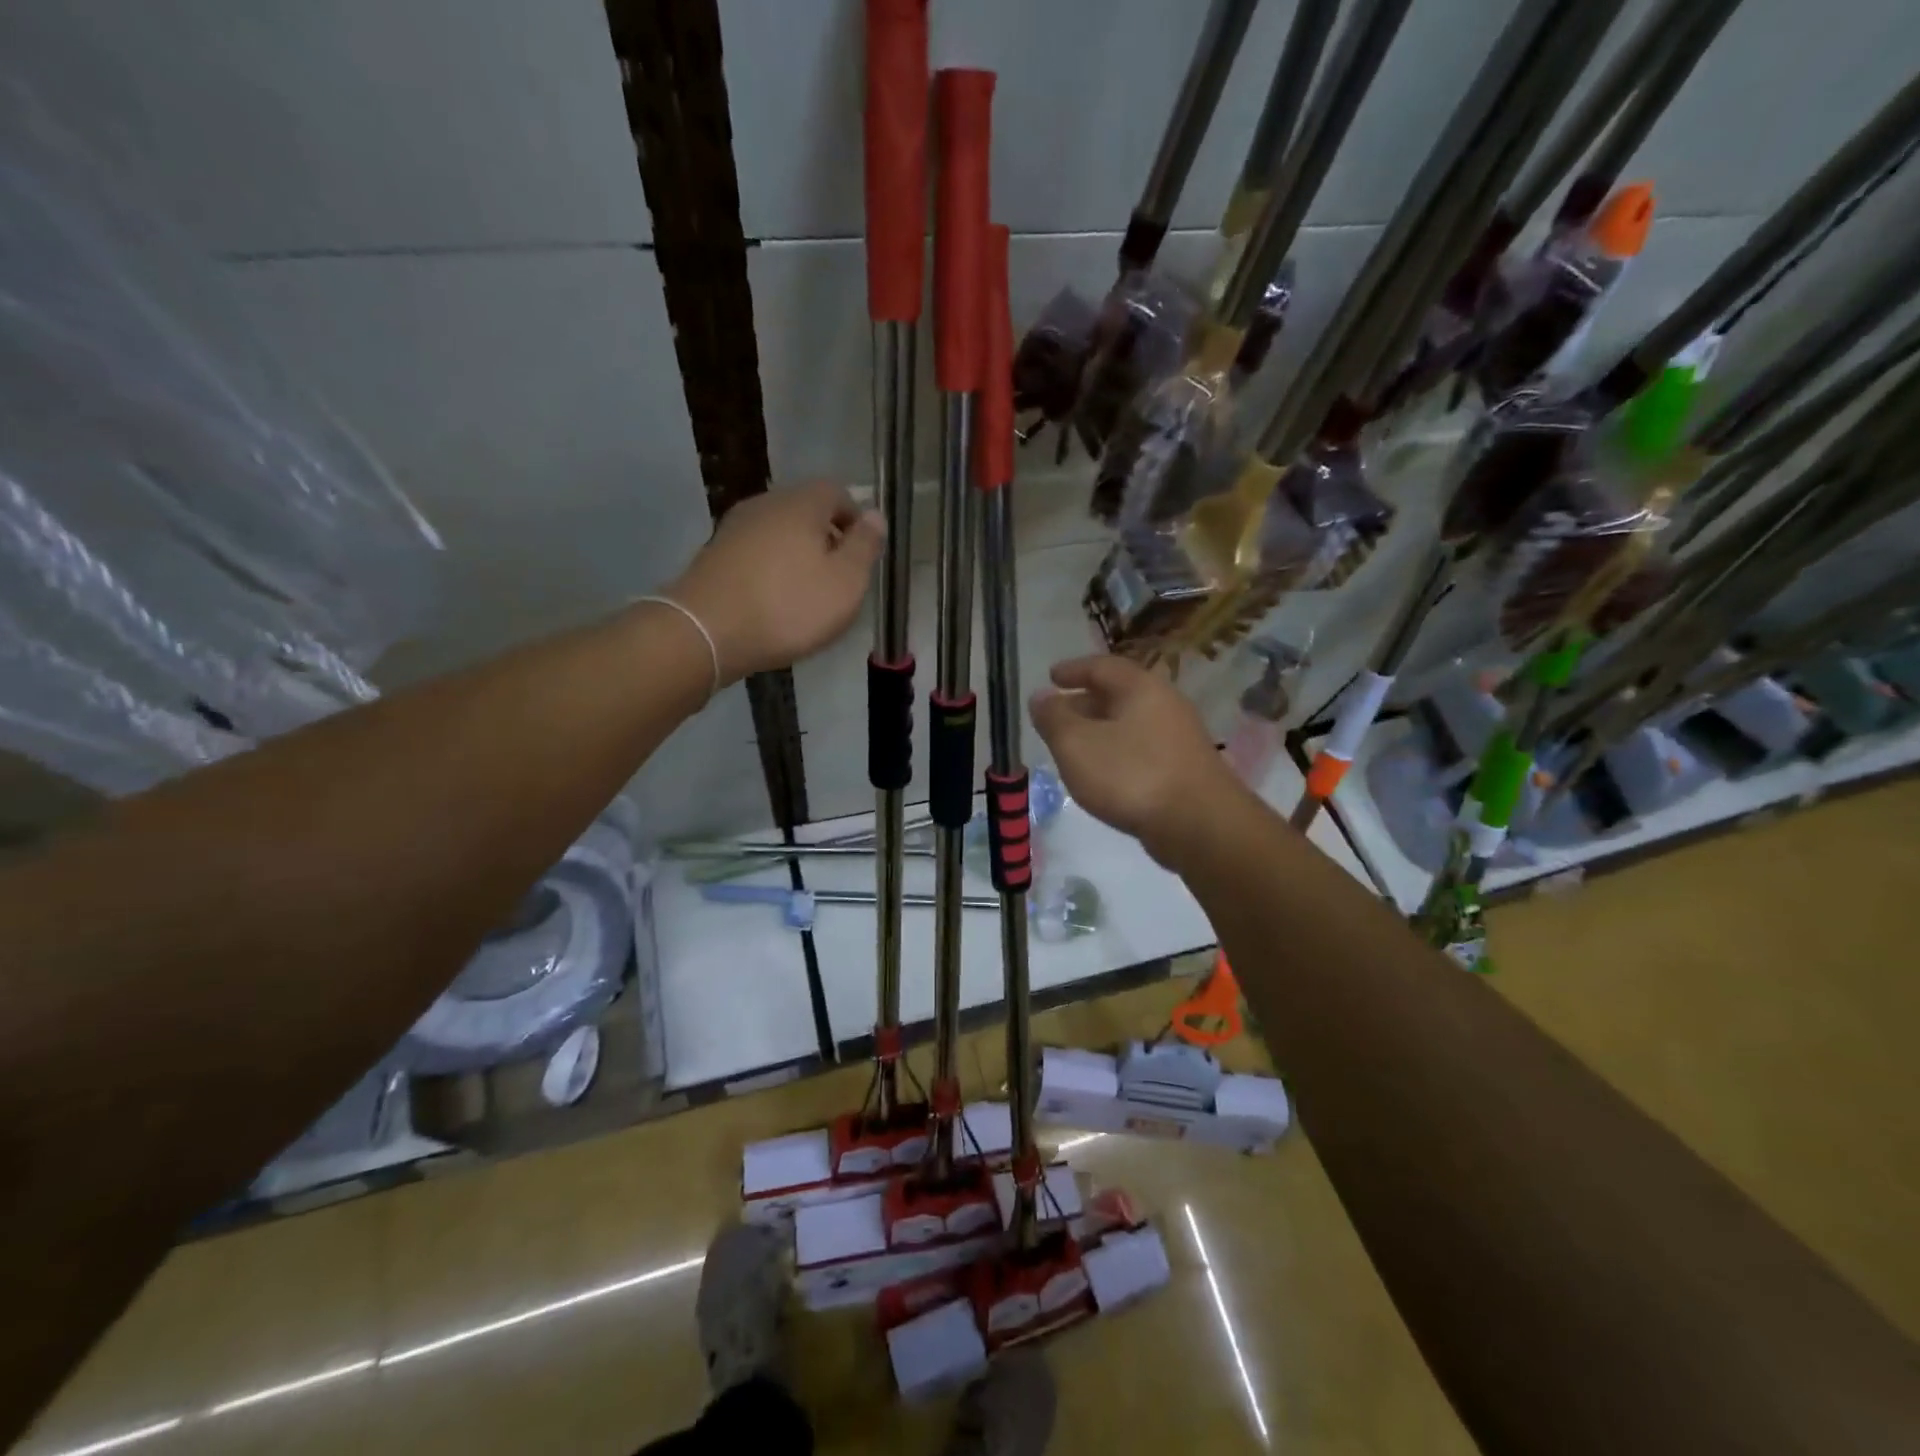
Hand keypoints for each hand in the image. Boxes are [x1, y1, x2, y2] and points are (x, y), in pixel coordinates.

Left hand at [667, 482, 884, 681]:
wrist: (707, 630)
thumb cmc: (789, 606)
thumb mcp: (846, 582)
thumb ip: (865, 546)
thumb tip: (875, 515)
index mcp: (802, 503)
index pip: (837, 492)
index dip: (855, 520)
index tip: (862, 554)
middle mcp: (766, 504)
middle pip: (806, 511)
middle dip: (826, 539)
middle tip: (838, 579)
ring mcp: (735, 528)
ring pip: (779, 532)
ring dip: (797, 556)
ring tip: (807, 595)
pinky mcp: (715, 554)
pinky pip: (756, 553)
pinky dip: (771, 570)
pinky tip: (774, 601)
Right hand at [1029, 655, 1241, 866]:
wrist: (1199, 825)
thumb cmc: (1131, 775)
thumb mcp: (1076, 744)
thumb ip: (1054, 718)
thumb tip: (1041, 697)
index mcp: (1140, 687)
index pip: (1101, 666)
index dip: (1072, 670)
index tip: (1050, 677)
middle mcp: (1165, 703)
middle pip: (1118, 694)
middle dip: (1084, 702)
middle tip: (1056, 716)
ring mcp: (1179, 737)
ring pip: (1130, 723)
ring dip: (1100, 730)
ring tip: (1073, 747)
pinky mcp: (1185, 768)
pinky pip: (1142, 748)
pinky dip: (1117, 751)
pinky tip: (1103, 773)